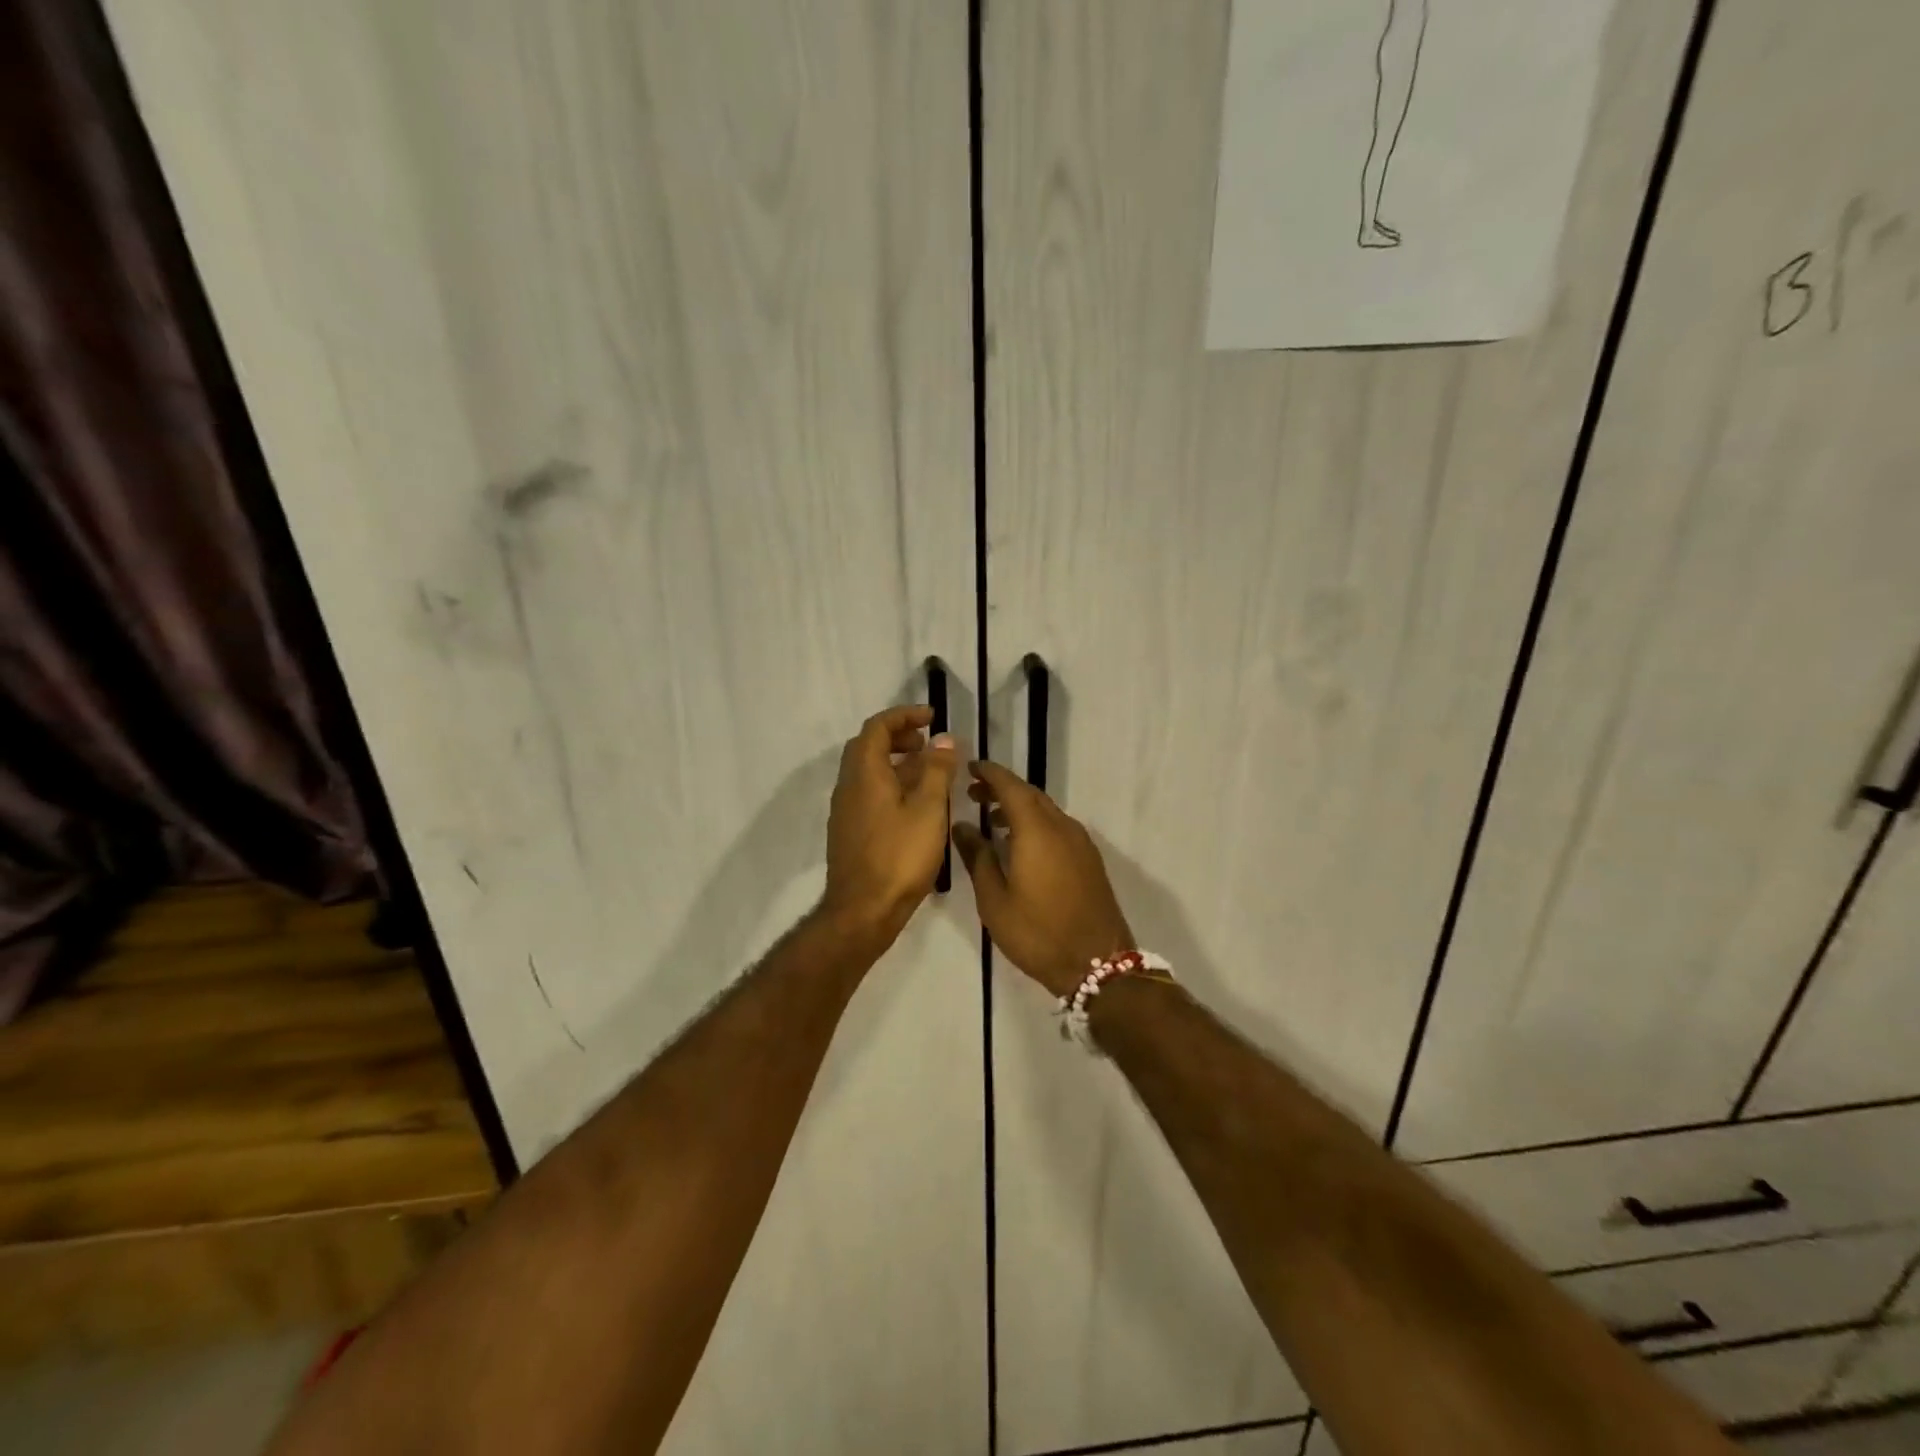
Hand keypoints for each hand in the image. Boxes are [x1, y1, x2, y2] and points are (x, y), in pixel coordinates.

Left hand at [821, 705, 959, 944]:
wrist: (863, 911)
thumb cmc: (899, 857)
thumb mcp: (929, 810)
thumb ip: (936, 770)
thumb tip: (942, 738)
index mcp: (864, 774)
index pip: (877, 727)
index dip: (904, 716)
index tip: (931, 716)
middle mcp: (848, 787)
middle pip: (867, 746)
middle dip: (898, 736)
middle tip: (928, 743)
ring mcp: (846, 812)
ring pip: (867, 772)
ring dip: (895, 762)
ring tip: (928, 772)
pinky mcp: (850, 832)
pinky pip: (868, 793)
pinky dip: (890, 784)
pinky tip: (914, 805)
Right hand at [951, 761, 1133, 997]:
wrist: (1098, 964)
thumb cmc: (1038, 933)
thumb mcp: (995, 900)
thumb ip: (978, 857)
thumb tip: (961, 826)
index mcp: (1037, 830)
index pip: (1011, 786)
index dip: (989, 774)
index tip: (970, 768)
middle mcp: (1062, 827)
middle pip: (1030, 794)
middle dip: (1002, 788)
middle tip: (974, 794)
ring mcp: (1080, 842)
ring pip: (1046, 810)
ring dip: (1019, 807)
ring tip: (992, 819)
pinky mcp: (1089, 859)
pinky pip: (1058, 827)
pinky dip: (1036, 823)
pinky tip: (1020, 843)